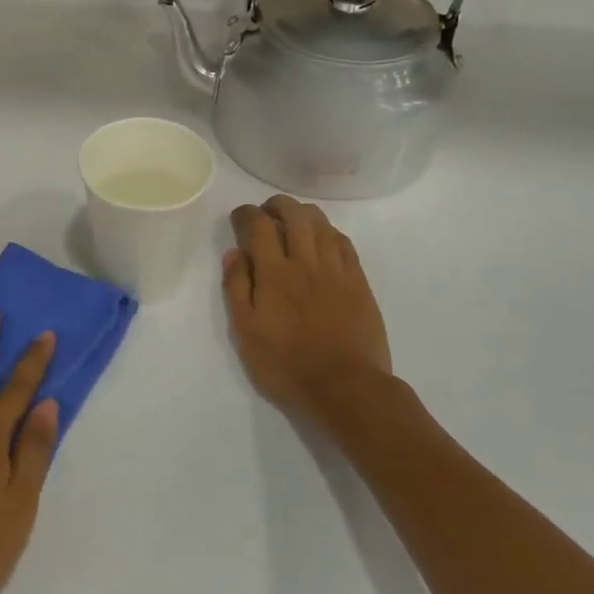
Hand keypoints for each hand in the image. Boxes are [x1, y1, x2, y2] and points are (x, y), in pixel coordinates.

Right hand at [223, 195, 401, 427]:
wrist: (346, 388)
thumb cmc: (286, 365)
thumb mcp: (246, 332)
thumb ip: (236, 288)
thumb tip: (234, 253)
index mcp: (275, 274)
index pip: (260, 226)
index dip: (247, 214)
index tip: (239, 217)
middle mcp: (306, 262)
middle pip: (295, 215)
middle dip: (277, 205)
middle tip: (266, 212)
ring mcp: (337, 271)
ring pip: (322, 225)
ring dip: (304, 214)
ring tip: (293, 220)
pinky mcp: (359, 283)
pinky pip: (345, 244)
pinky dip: (330, 232)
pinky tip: (323, 239)